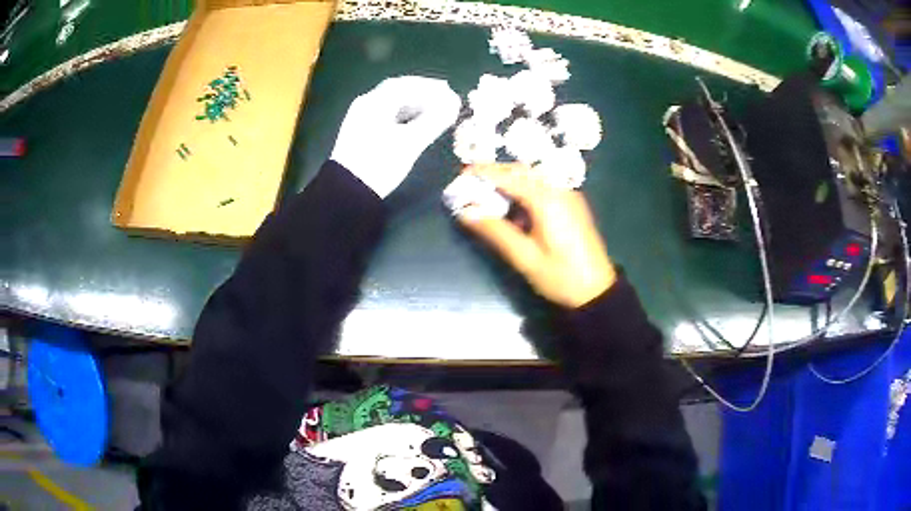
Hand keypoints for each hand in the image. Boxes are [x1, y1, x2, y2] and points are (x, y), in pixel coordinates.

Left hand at [330, 76, 461, 197]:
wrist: (348, 192)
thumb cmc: (379, 163)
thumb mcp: (410, 142)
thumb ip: (434, 120)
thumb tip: (454, 103)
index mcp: (374, 102)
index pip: (406, 85)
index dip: (431, 87)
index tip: (451, 93)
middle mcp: (366, 105)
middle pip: (398, 92)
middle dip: (424, 95)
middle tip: (446, 101)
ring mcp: (362, 119)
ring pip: (393, 105)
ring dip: (415, 106)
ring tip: (436, 114)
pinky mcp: (362, 134)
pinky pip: (387, 117)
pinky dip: (405, 117)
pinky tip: (416, 125)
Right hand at [457, 163, 616, 307]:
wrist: (598, 290)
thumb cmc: (561, 276)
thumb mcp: (524, 257)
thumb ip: (494, 231)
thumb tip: (465, 212)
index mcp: (547, 200)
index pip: (509, 177)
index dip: (483, 173)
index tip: (460, 174)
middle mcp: (559, 189)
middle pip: (521, 171)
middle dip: (494, 174)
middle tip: (469, 185)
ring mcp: (568, 194)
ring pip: (532, 177)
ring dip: (508, 181)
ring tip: (485, 194)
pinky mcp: (571, 203)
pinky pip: (542, 186)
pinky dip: (522, 189)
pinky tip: (511, 205)